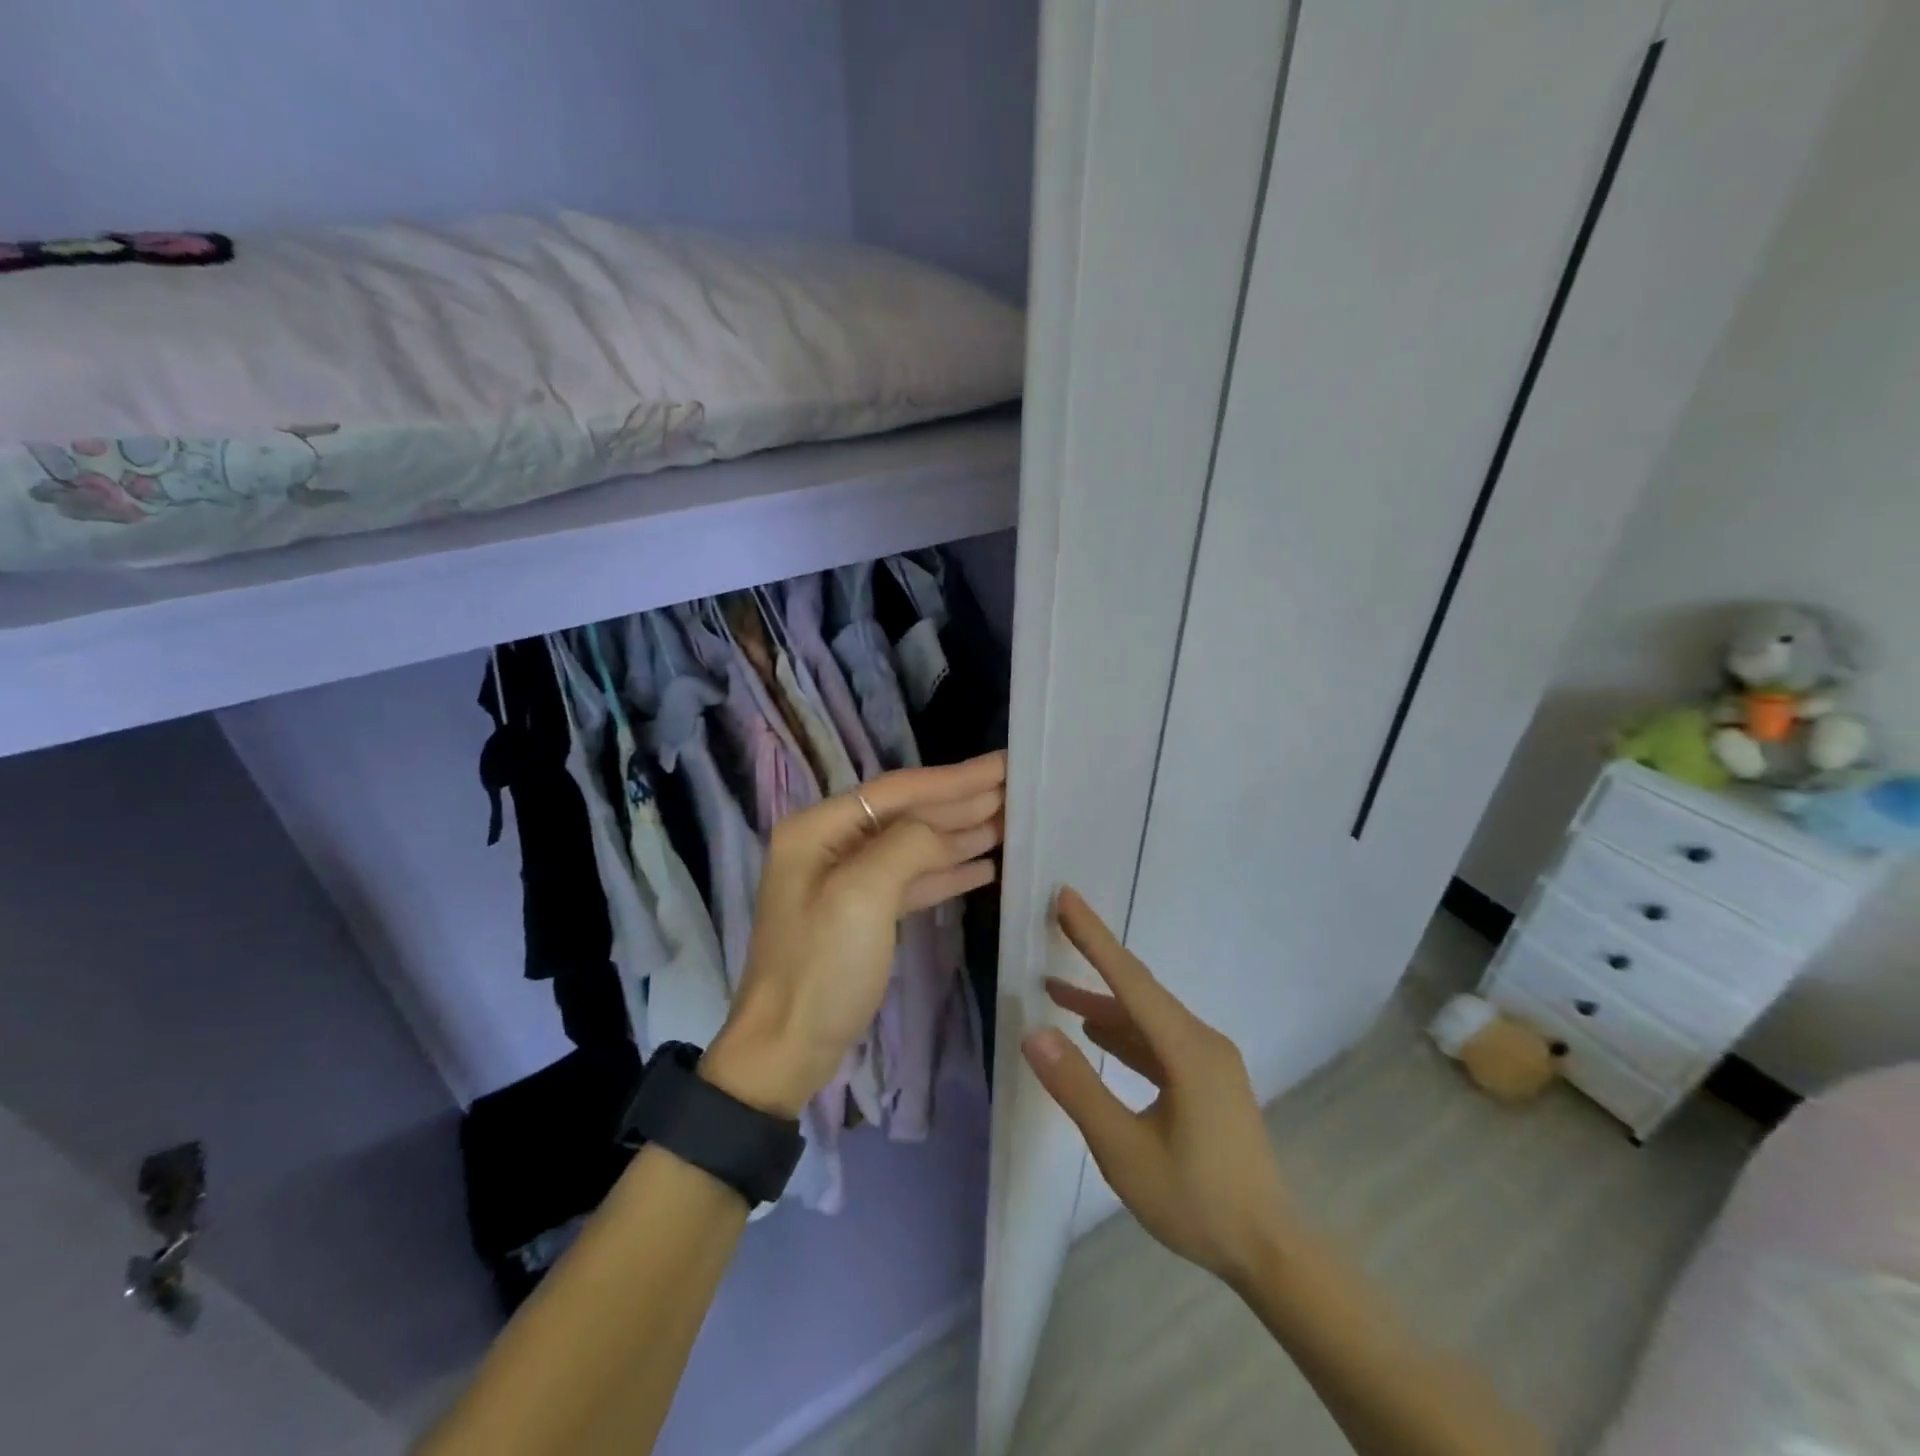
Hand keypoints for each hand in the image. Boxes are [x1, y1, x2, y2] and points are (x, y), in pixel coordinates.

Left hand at [702, 752, 1006, 1117]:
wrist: (786, 1049)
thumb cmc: (821, 968)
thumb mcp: (862, 896)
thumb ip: (908, 846)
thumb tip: (945, 830)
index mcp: (818, 829)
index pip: (897, 790)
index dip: (954, 778)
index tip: (1003, 765)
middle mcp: (831, 845)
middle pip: (907, 813)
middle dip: (962, 801)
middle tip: (1016, 788)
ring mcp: (846, 881)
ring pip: (914, 846)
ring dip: (961, 833)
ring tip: (1011, 821)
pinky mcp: (862, 915)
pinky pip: (912, 880)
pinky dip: (948, 871)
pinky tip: (984, 864)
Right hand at [1023, 888, 1295, 1290]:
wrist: (1268, 1251)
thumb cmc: (1196, 1202)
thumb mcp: (1124, 1152)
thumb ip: (1079, 1089)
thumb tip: (1034, 1034)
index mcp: (1188, 1050)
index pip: (1130, 980)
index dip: (1094, 937)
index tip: (1066, 898)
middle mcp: (1202, 1042)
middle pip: (1139, 989)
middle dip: (1095, 957)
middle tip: (1057, 923)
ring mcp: (1208, 1060)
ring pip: (1146, 1017)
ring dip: (1103, 1003)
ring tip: (1055, 992)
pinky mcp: (1207, 1079)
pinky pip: (1157, 1041)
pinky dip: (1123, 1033)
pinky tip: (1096, 1033)